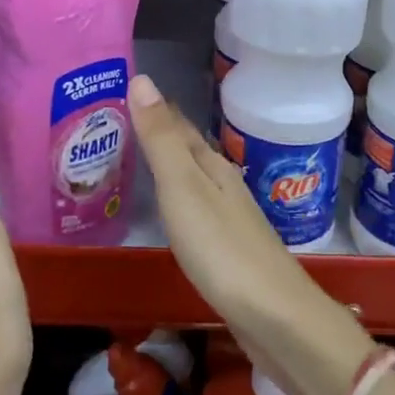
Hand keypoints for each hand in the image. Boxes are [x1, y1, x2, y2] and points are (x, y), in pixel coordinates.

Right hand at [126, 75, 372, 394]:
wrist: (273, 316)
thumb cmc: (220, 248)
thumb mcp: (182, 187)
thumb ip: (161, 139)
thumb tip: (142, 79)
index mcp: (212, 166)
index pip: (179, 126)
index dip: (154, 108)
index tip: (126, 90)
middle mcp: (224, 185)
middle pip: (189, 151)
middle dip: (161, 135)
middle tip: (121, 122)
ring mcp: (231, 219)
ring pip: (195, 180)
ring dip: (171, 167)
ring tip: (140, 161)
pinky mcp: (231, 252)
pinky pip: (197, 212)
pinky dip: (179, 202)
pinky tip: (173, 213)